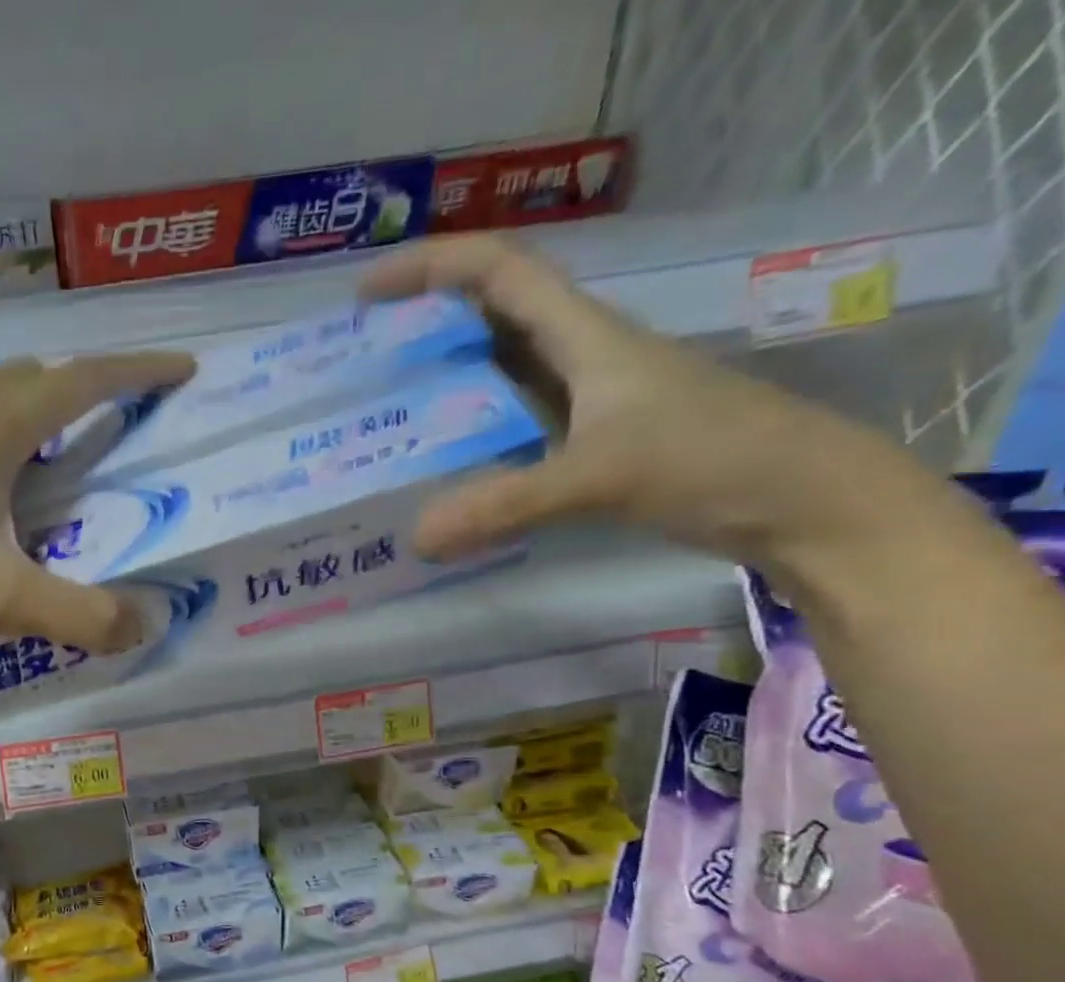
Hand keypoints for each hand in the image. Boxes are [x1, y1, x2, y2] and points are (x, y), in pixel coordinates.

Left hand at [0, 352, 193, 653]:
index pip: (85, 381)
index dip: (139, 373)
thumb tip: (140, 627)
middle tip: (119, 433)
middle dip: (87, 396)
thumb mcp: (0, 600)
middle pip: (36, 382)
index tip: (183, 372)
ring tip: (60, 474)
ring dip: (37, 424)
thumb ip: (79, 615)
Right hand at [360, 236, 944, 578]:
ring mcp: (582, 402)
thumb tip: (417, 536)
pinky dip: (468, 439)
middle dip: (422, 328)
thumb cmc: (712, 459)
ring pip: (497, 376)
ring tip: (384, 416)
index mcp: (583, 334)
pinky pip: (509, 427)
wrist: (799, 500)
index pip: (497, 272)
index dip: (429, 268)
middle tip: (360, 366)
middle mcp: (577, 356)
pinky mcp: (585, 444)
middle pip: (488, 318)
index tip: (366, 296)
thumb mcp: (602, 475)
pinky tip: (439, 470)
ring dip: (443, 385)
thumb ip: (507, 503)